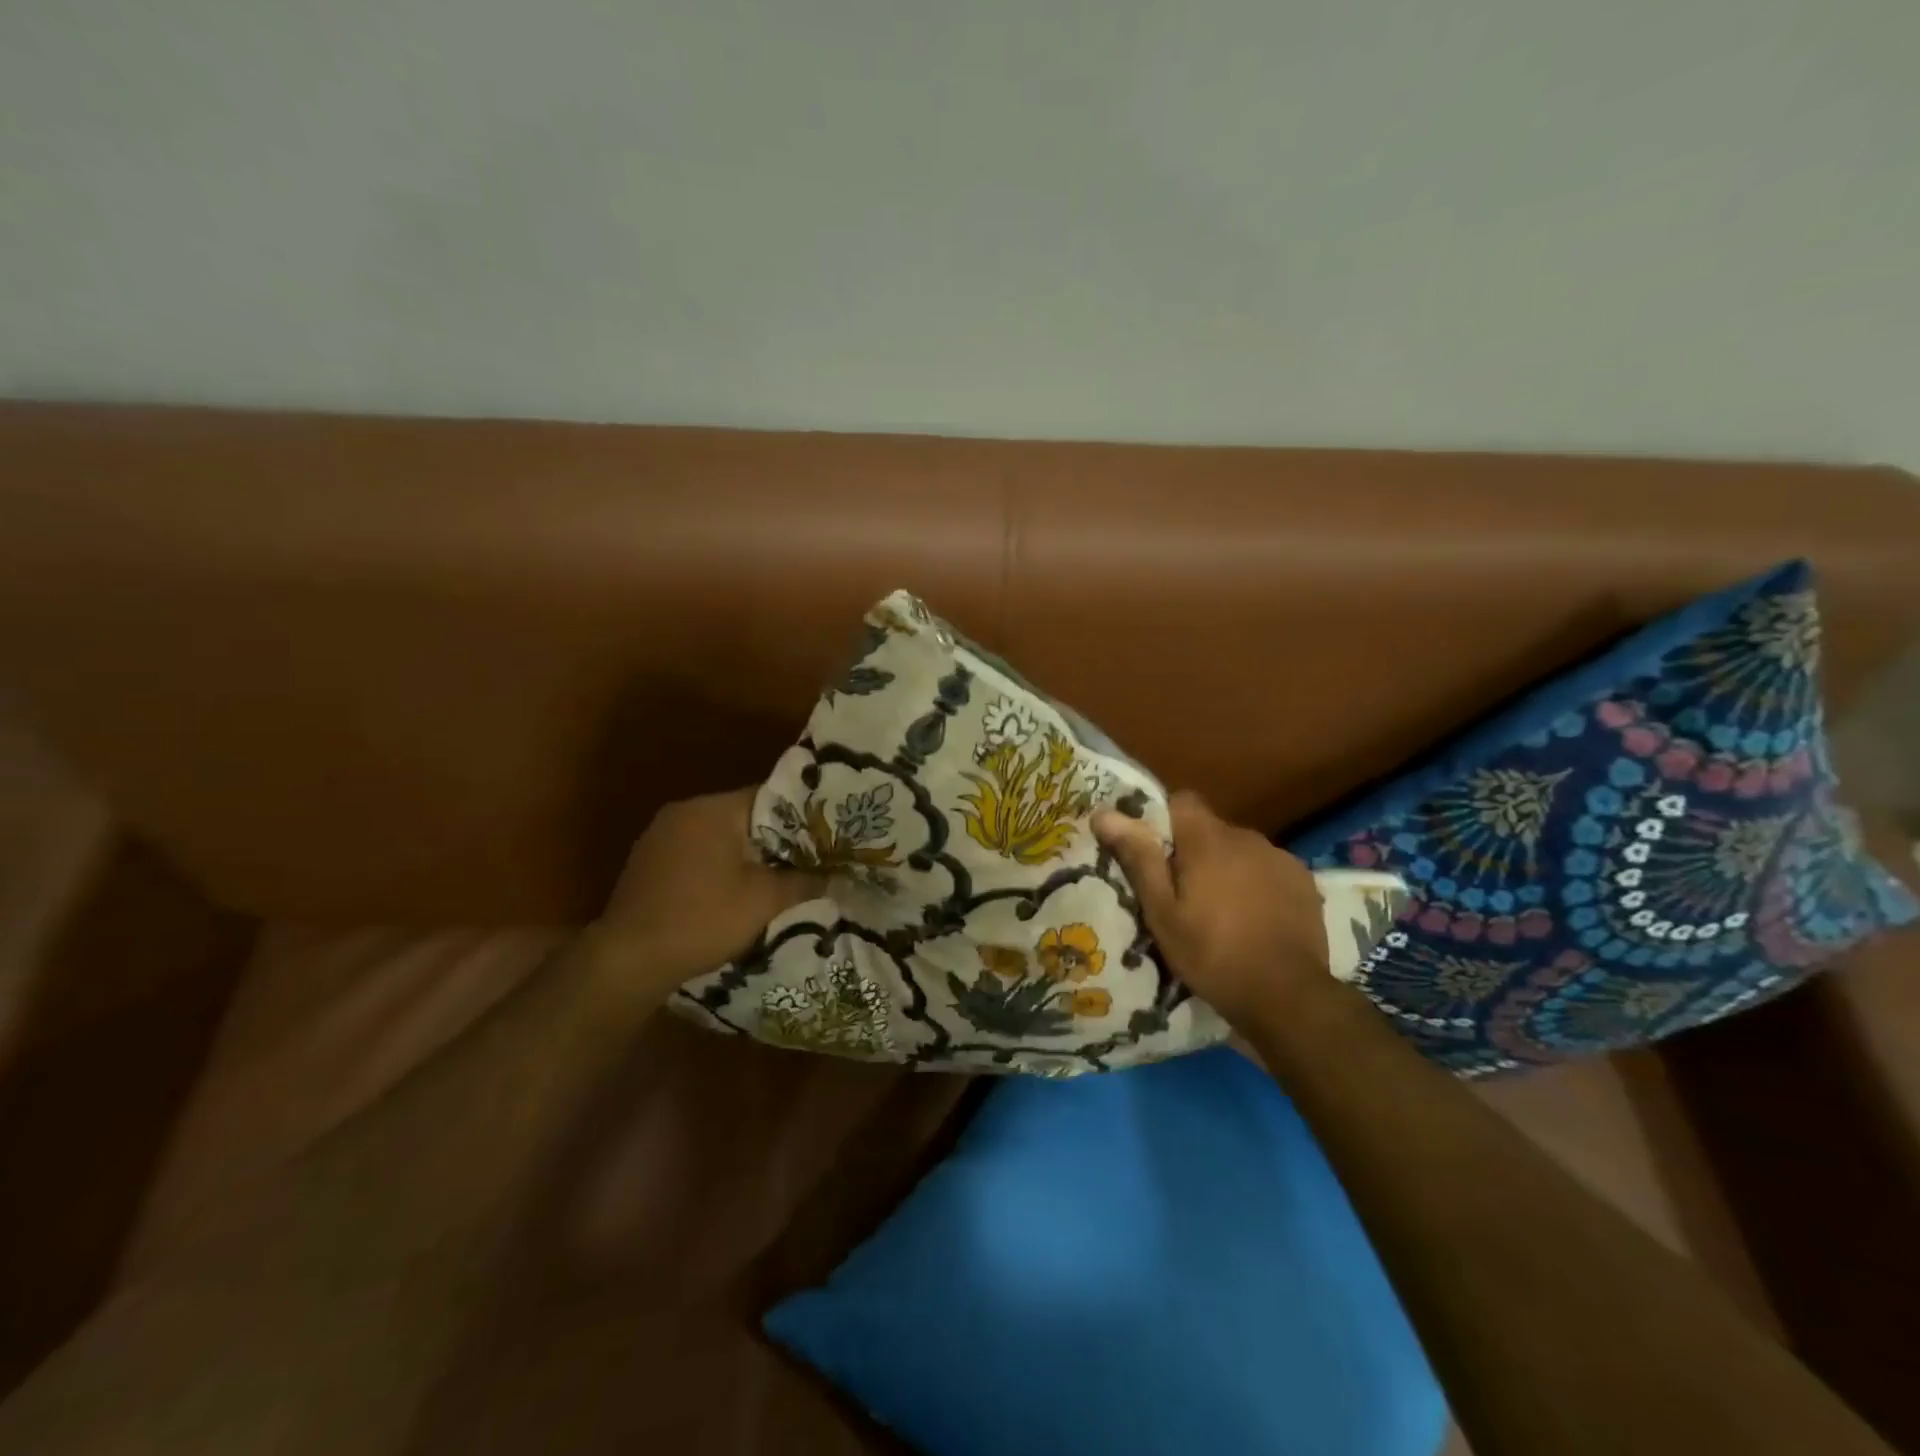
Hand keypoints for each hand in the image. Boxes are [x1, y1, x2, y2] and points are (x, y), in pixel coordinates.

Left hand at [591, 788, 825, 993]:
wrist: (628, 960)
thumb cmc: (702, 919)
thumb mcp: (764, 901)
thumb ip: (805, 881)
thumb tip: (839, 877)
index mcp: (713, 809)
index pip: (770, 797)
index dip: (802, 816)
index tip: (824, 836)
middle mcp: (684, 811)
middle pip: (744, 815)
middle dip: (775, 838)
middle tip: (807, 858)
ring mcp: (660, 835)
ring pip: (720, 835)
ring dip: (746, 853)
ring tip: (776, 876)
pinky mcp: (648, 861)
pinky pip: (696, 852)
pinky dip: (718, 865)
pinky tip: (732, 891)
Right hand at [1093, 792, 1329, 1030]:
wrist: (1288, 996)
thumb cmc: (1212, 954)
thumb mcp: (1162, 913)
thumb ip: (1138, 858)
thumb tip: (1104, 813)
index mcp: (1208, 840)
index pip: (1181, 801)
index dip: (1164, 820)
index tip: (1154, 853)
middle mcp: (1246, 837)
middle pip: (1210, 830)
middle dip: (1195, 852)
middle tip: (1182, 894)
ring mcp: (1280, 858)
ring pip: (1240, 851)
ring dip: (1227, 869)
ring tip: (1220, 911)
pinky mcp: (1303, 882)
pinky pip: (1268, 870)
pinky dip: (1256, 885)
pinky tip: (1254, 919)